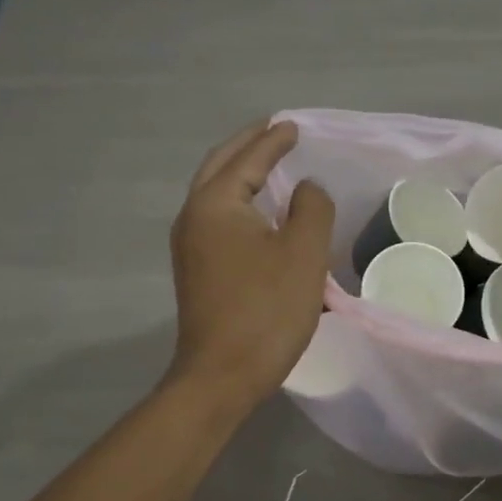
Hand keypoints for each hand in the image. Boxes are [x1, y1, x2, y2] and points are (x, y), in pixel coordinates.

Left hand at [168, 119, 335, 408]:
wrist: (221, 375)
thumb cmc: (266, 310)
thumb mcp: (303, 253)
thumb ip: (311, 207)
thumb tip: (306, 188)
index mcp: (216, 204)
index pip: (248, 158)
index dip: (274, 140)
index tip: (293, 125)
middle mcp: (194, 217)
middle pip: (220, 167)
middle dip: (248, 146)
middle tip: (275, 132)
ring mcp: (190, 246)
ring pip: (215, 192)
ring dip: (240, 172)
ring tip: (269, 162)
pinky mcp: (197, 270)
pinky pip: (217, 217)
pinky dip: (238, 199)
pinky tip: (259, 210)